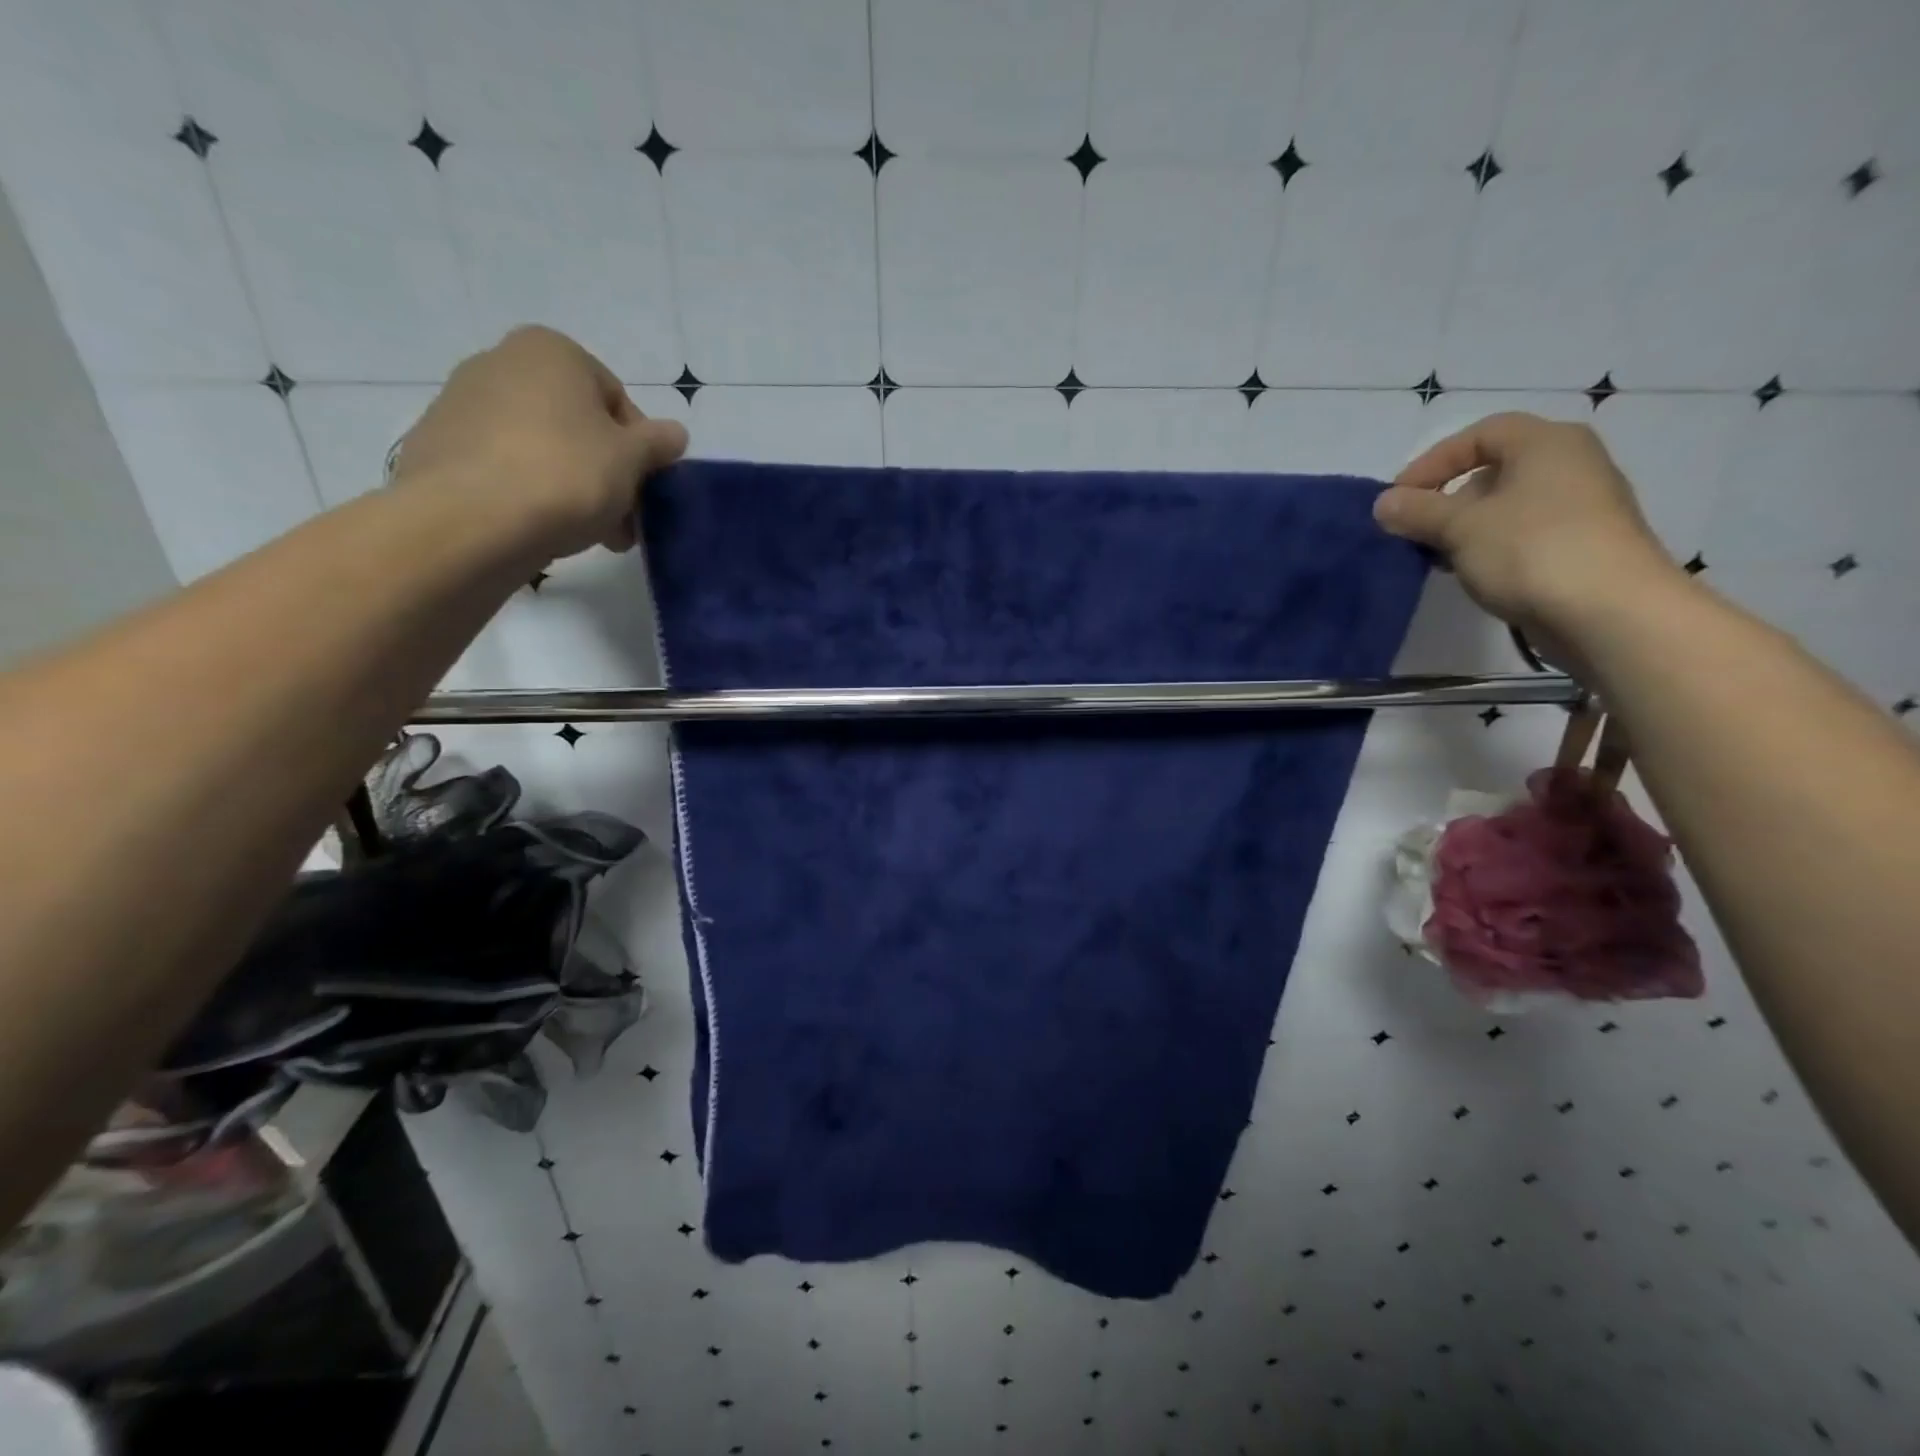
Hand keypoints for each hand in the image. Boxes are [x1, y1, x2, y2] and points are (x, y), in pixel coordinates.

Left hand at [394, 326, 688, 558]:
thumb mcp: (632, 459)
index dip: (640, 449)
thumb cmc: (566, 474)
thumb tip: (675, 433)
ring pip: (542, 449)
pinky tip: (543, 529)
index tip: (644, 489)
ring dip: (574, 489)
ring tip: (589, 534)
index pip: (617, 399)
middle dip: (607, 473)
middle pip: (577, 425)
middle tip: (623, 521)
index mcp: (551, 351)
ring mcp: (461, 403)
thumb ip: (658, 443)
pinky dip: (529, 494)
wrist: (470, 520)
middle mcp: (500, 362)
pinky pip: (504, 469)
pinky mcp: (438, 447)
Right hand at [1374, 413, 1682, 639]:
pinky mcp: (1583, 545)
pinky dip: (1491, 547)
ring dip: (1465, 528)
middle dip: (1447, 499)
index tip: (1399, 498)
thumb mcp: (1460, 527)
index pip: (1479, 434)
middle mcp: (1571, 464)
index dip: (1432, 462)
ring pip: (1507, 506)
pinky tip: (1473, 574)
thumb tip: (1383, 503)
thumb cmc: (1531, 550)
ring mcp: (1582, 507)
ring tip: (1437, 558)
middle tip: (1415, 530)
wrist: (1610, 611)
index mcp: (1546, 443)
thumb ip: (1417, 511)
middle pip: (1494, 470)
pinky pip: (1524, 534)